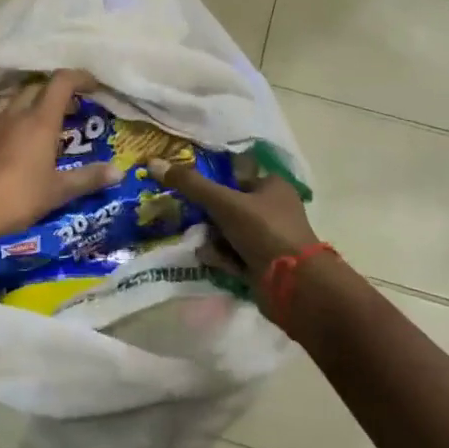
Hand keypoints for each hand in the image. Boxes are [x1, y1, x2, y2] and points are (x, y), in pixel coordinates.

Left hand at [0, 70, 120, 247]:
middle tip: (73, 110)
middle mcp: (16, 113)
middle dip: (58, 91)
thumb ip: (88, 178)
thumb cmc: (17, 197)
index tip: (94, 87)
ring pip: (15, 96)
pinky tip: (15, 134)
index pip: (61, 82)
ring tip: (43, 118)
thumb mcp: (58, 191)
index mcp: (40, 120)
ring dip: (32, 99)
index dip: (80, 78)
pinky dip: (12, 114)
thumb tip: (119, 172)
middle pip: (38, 86)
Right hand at [148, 160, 321, 311]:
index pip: (235, 178)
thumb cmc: (264, 231)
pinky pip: (234, 256)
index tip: (187, 191)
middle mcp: (273, 210)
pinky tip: (213, 261)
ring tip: (201, 244)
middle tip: (189, 221)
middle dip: (208, 217)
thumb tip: (154, 162)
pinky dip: (223, 258)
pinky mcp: (264, 265)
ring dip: (213, 240)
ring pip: (229, 233)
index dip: (212, 184)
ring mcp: (269, 239)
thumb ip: (190, 184)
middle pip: (229, 207)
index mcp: (273, 186)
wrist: (294, 284)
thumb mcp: (224, 202)